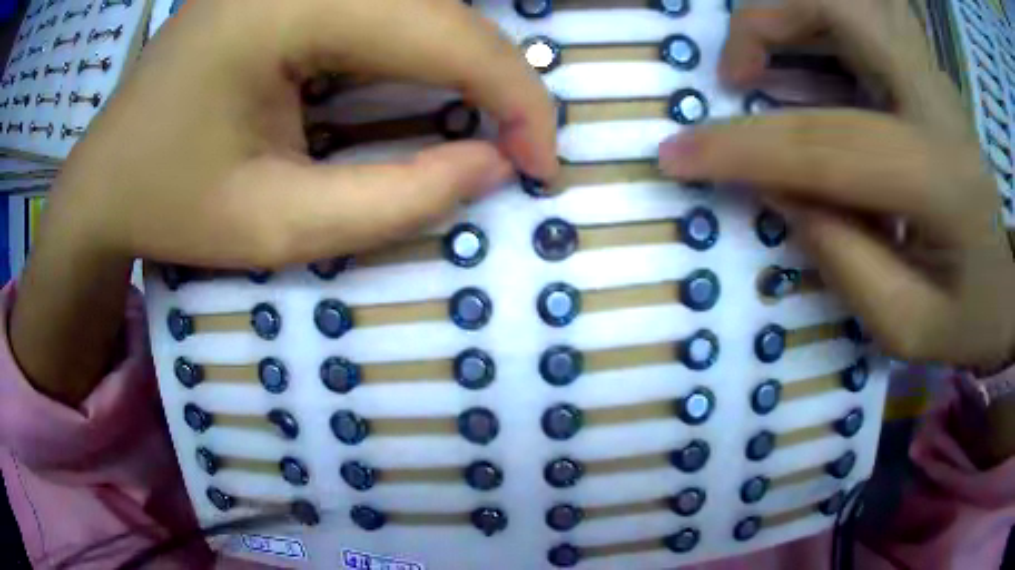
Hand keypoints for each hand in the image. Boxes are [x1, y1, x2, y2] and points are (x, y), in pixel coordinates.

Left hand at [12, 0, 556, 404]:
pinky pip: (382, 2)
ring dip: (464, 56)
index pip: (444, 30)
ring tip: (483, 119)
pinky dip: (423, 39)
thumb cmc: (168, 207)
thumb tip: (493, 165)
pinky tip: (424, 83)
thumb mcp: (276, 227)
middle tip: (517, 146)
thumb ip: (395, 200)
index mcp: (284, 6)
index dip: (516, 97)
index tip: (543, 165)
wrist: (103, 179)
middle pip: (439, 4)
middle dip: (498, 76)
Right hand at [659, 0, 1014, 367]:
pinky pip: (865, 16)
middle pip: (843, 8)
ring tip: (763, 65)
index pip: (829, 145)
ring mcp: (933, 79)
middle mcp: (937, 104)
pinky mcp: (927, 76)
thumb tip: (779, 191)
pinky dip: (819, 22)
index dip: (744, 147)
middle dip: (768, 22)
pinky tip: (806, 61)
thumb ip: (842, 259)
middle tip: (734, 75)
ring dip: (791, 13)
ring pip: (853, 0)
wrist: (1008, 286)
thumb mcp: (906, 326)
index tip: (676, 155)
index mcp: (941, 181)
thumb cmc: (968, 319)